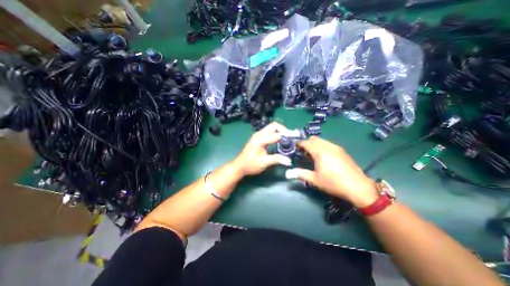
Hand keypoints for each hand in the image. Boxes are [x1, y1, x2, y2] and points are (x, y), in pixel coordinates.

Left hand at [232, 121, 290, 175]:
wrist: (240, 166)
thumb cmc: (250, 165)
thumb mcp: (263, 163)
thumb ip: (276, 160)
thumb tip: (289, 161)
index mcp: (260, 139)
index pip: (276, 135)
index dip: (287, 135)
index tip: (296, 136)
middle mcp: (259, 134)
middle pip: (274, 126)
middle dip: (283, 130)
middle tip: (291, 137)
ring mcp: (259, 135)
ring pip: (272, 128)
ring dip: (280, 131)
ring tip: (288, 138)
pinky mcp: (259, 138)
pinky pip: (270, 132)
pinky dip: (277, 134)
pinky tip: (281, 140)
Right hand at [286, 136, 377, 207]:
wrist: (358, 187)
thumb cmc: (333, 183)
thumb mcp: (315, 180)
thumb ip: (301, 174)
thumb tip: (288, 173)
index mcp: (319, 152)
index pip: (306, 143)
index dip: (298, 143)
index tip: (294, 147)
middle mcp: (327, 146)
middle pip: (314, 139)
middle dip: (307, 143)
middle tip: (303, 151)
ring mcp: (336, 147)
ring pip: (322, 140)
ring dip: (315, 144)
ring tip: (313, 154)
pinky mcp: (342, 151)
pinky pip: (329, 144)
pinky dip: (323, 146)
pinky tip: (324, 156)